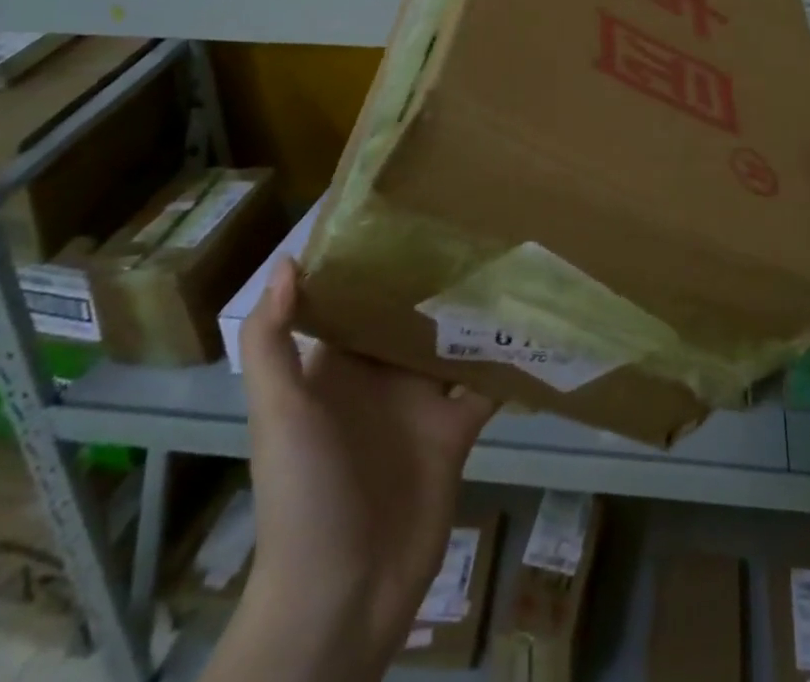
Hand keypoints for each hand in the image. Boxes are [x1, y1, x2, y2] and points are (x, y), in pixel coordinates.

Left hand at [231, 258, 495, 680]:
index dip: (379, 261)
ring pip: (454, 343)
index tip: (412, 213)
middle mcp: (380, 377)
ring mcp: (420, 405)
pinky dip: (508, 360)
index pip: (359, 300)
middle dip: (439, 277)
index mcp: (337, 367)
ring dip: (479, 311)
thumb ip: (273, 340)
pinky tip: (536, 323)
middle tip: (479, 225)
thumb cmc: (303, 494)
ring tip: (513, 259)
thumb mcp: (278, 413)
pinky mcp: (455, 432)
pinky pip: (486, 386)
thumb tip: (290, 259)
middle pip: (413, 315)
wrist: (341, 596)